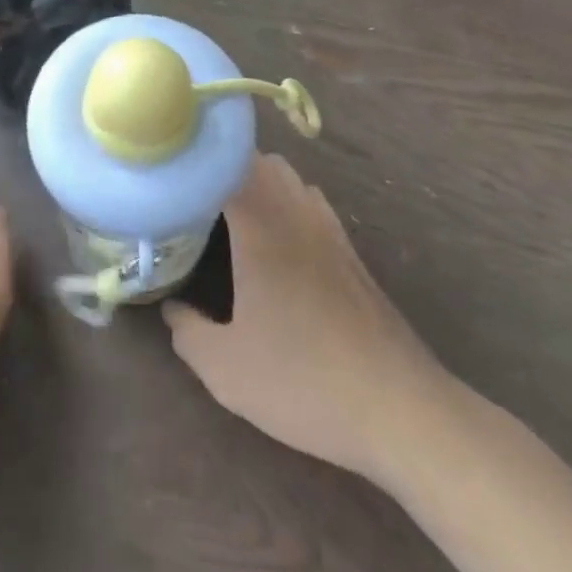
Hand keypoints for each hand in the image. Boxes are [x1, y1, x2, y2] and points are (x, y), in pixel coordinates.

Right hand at [163, 152, 455, 481]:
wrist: (401, 410)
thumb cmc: (305, 381)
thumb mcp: (227, 370)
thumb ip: (188, 333)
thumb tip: (173, 309)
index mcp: (261, 226)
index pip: (225, 164)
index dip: (196, 162)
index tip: (170, 176)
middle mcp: (296, 213)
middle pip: (259, 160)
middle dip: (223, 168)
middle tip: (193, 197)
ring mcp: (330, 229)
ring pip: (290, 178)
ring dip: (258, 181)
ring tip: (230, 212)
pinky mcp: (351, 252)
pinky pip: (311, 202)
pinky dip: (287, 202)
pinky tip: (277, 242)